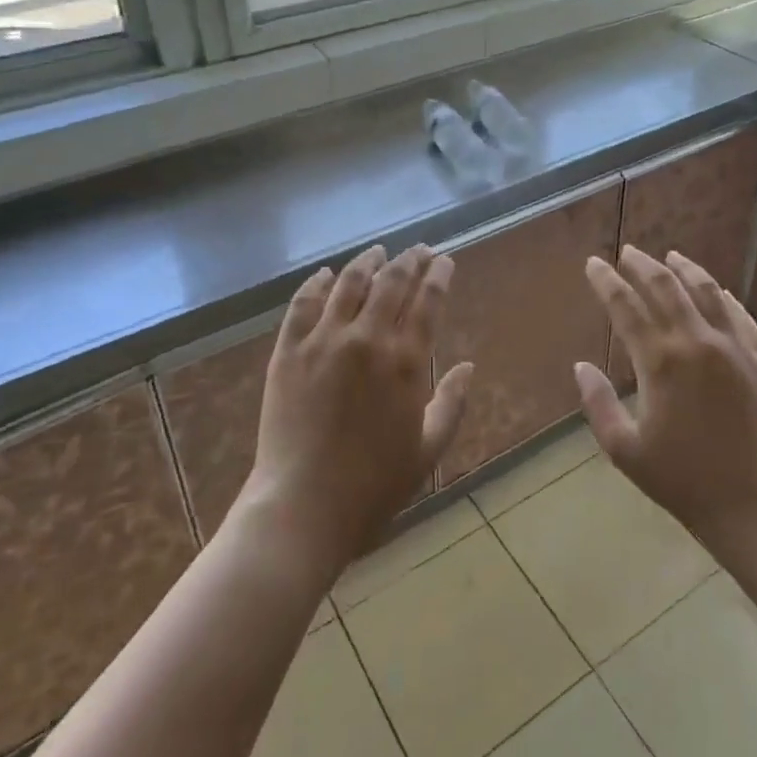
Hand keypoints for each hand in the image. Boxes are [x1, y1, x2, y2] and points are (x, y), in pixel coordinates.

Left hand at [239, 244, 472, 575]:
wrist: (302, 507)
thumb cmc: (373, 487)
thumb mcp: (427, 451)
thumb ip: (452, 404)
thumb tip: (468, 367)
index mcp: (406, 361)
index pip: (427, 301)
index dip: (438, 275)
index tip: (444, 260)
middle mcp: (367, 338)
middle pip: (392, 282)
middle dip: (409, 260)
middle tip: (418, 249)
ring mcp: (324, 340)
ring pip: (349, 283)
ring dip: (367, 262)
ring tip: (377, 251)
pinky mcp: (288, 350)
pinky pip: (303, 304)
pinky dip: (316, 283)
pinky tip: (325, 274)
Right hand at [576, 247, 756, 569]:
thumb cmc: (685, 483)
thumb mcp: (626, 451)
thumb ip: (598, 404)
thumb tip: (581, 366)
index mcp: (661, 362)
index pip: (626, 306)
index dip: (606, 281)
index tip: (594, 264)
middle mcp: (698, 342)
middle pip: (666, 288)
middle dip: (642, 265)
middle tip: (628, 252)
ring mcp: (736, 348)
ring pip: (707, 292)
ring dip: (685, 270)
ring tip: (671, 257)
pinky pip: (741, 316)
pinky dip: (723, 297)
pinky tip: (717, 291)